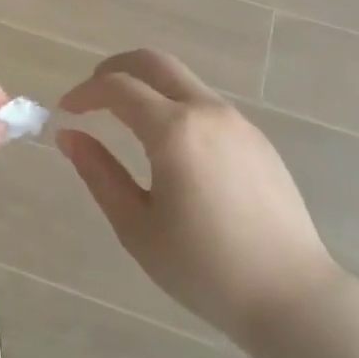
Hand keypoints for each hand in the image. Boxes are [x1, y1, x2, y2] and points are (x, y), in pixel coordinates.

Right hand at [58, 49, 337, 347]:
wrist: (292, 295)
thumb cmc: (204, 269)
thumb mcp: (137, 227)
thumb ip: (99, 174)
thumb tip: (69, 136)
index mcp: (174, 130)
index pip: (118, 87)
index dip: (85, 92)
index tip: (66, 110)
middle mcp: (206, 111)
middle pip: (153, 62)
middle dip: (115, 68)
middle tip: (92, 94)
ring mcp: (237, 121)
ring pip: (182, 80)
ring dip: (148, 85)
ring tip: (126, 118)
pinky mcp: (256, 138)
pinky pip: (206, 104)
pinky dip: (176, 104)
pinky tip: (171, 145)